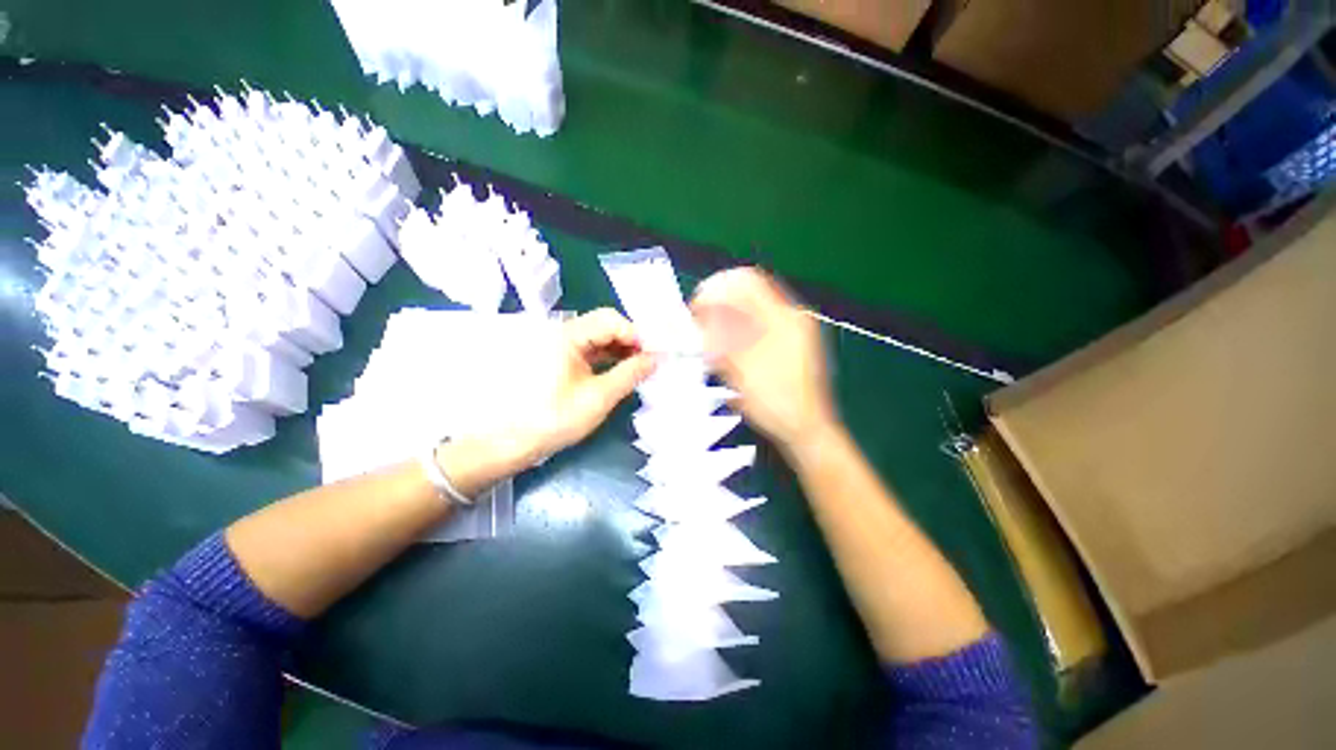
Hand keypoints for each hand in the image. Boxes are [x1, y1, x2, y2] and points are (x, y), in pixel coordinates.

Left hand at [504, 308, 656, 463]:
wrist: (510, 442)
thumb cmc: (554, 420)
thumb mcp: (598, 397)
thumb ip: (630, 374)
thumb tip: (656, 358)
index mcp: (567, 336)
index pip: (610, 320)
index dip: (635, 334)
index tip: (654, 354)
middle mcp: (562, 333)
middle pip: (605, 325)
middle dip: (631, 341)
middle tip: (651, 361)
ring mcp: (560, 346)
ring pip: (599, 338)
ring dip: (622, 350)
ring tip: (641, 367)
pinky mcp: (561, 359)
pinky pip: (591, 350)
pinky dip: (609, 358)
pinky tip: (622, 370)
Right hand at [690, 268, 838, 455]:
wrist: (805, 429)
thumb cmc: (777, 403)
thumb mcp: (741, 369)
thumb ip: (718, 338)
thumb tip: (699, 316)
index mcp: (784, 318)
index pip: (746, 282)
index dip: (716, 289)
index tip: (697, 306)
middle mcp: (792, 317)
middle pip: (749, 293)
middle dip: (720, 303)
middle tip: (699, 321)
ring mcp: (793, 330)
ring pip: (752, 309)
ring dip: (727, 317)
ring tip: (709, 337)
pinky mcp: (790, 343)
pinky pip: (758, 324)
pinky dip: (738, 329)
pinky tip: (726, 346)